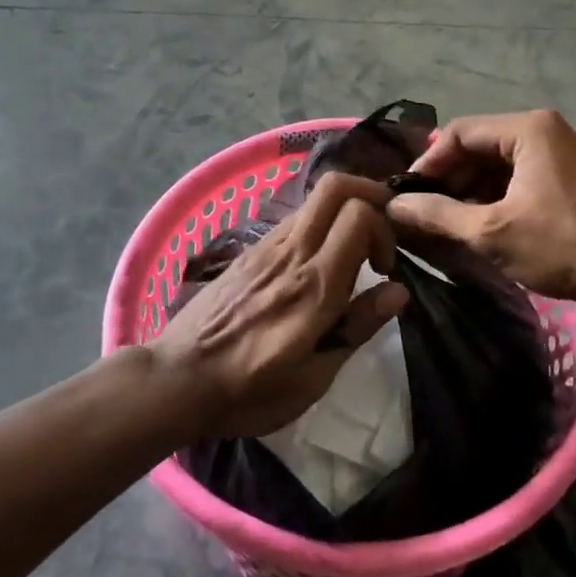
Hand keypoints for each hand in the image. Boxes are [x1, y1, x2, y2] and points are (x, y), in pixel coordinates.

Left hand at [149, 173, 408, 440]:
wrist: (176, 380)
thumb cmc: (249, 391)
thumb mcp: (313, 378)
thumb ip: (357, 328)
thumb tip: (398, 291)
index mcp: (314, 286)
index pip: (358, 214)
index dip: (384, 229)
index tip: (385, 268)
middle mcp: (290, 253)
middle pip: (335, 186)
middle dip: (369, 194)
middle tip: (381, 231)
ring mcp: (265, 247)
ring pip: (313, 199)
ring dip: (342, 211)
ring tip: (351, 252)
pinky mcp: (248, 252)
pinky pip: (292, 220)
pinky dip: (317, 226)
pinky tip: (316, 263)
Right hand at [384, 110, 575, 321]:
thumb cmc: (562, 245)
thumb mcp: (491, 232)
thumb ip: (437, 215)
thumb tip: (392, 207)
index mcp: (529, 129)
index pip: (460, 133)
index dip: (429, 164)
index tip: (407, 197)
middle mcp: (547, 132)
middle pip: (480, 147)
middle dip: (449, 180)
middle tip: (424, 214)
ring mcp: (562, 156)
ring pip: (499, 166)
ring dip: (470, 192)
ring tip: (447, 225)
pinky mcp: (570, 182)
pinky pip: (520, 180)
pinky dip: (495, 199)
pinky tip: (480, 227)